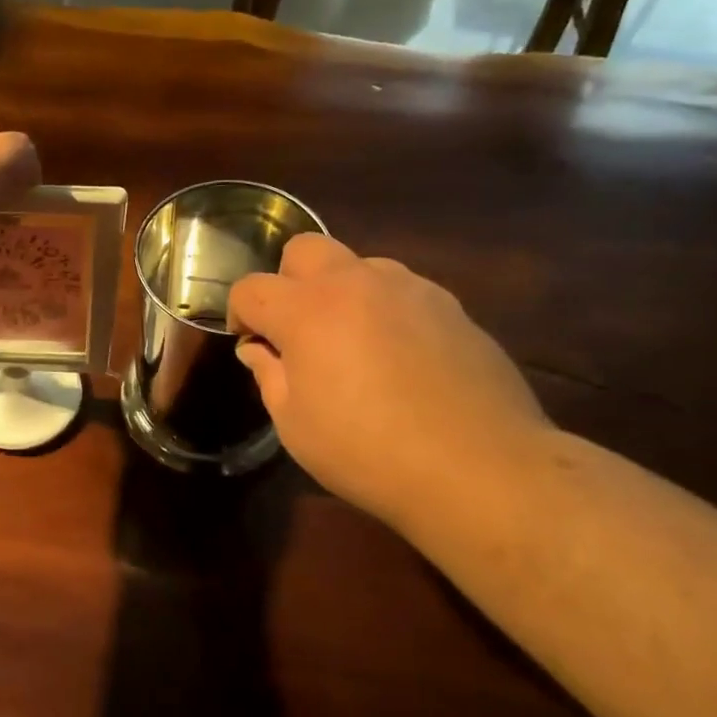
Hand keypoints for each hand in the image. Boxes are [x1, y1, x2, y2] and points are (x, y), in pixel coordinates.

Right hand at [227, 234, 550, 530]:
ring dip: (340, 292)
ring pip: (358, 265)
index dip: (239, 314)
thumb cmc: (366, 451)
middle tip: (297, 330)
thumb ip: (269, 375)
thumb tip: (259, 350)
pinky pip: (402, 290)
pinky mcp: (451, 305)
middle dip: (288, 282)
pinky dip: (384, 310)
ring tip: (353, 344)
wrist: (477, 466)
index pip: (252, 288)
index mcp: (307, 310)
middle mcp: (356, 283)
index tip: (251, 345)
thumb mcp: (295, 424)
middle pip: (304, 249)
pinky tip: (399, 358)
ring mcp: (409, 288)